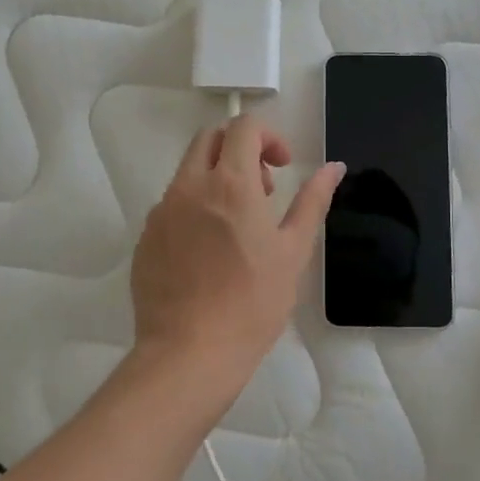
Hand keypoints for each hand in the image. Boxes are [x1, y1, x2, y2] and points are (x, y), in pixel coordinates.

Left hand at [129, 116, 344, 400]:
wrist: (189, 353)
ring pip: (188, 171)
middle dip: (239, 150)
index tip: (281, 168)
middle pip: (210, 139)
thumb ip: (313, 201)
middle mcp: (190, 187)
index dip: (268, 137)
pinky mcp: (146, 238)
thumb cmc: (252, 303)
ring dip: (216, 178)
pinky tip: (209, 252)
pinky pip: (171, 205)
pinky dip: (195, 208)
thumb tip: (333, 167)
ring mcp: (162, 212)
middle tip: (262, 189)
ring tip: (237, 226)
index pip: (243, 127)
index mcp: (230, 184)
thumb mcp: (293, 251)